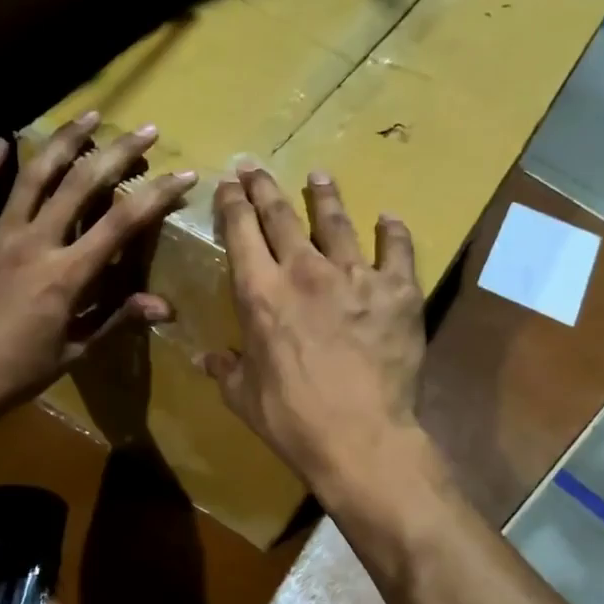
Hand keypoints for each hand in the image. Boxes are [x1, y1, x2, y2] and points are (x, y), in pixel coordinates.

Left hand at [0, 112, 195, 424]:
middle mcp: (35, 243)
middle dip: (119, 153)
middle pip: (82, 184)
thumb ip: (117, 319)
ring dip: (64, 142)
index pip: (122, 223)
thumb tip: (164, 306)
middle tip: (146, 130)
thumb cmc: (20, 372)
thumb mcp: (76, 351)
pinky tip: (1, 143)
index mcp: (66, 274)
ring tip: (89, 115)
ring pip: (33, 177)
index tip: (185, 176)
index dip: (158, 196)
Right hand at [201, 167, 424, 487]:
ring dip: (324, 196)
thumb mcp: (243, 396)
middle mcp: (304, 271)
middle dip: (265, 187)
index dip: (233, 203)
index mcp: (260, 293)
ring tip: (319, 176)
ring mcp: (354, 276)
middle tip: (256, 166)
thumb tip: (206, 359)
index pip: (240, 232)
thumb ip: (225, 370)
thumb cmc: (291, 418)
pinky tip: (388, 219)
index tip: (229, 183)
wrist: (360, 436)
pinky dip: (393, 231)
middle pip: (281, 215)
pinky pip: (396, 249)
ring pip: (336, 221)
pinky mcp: (397, 291)